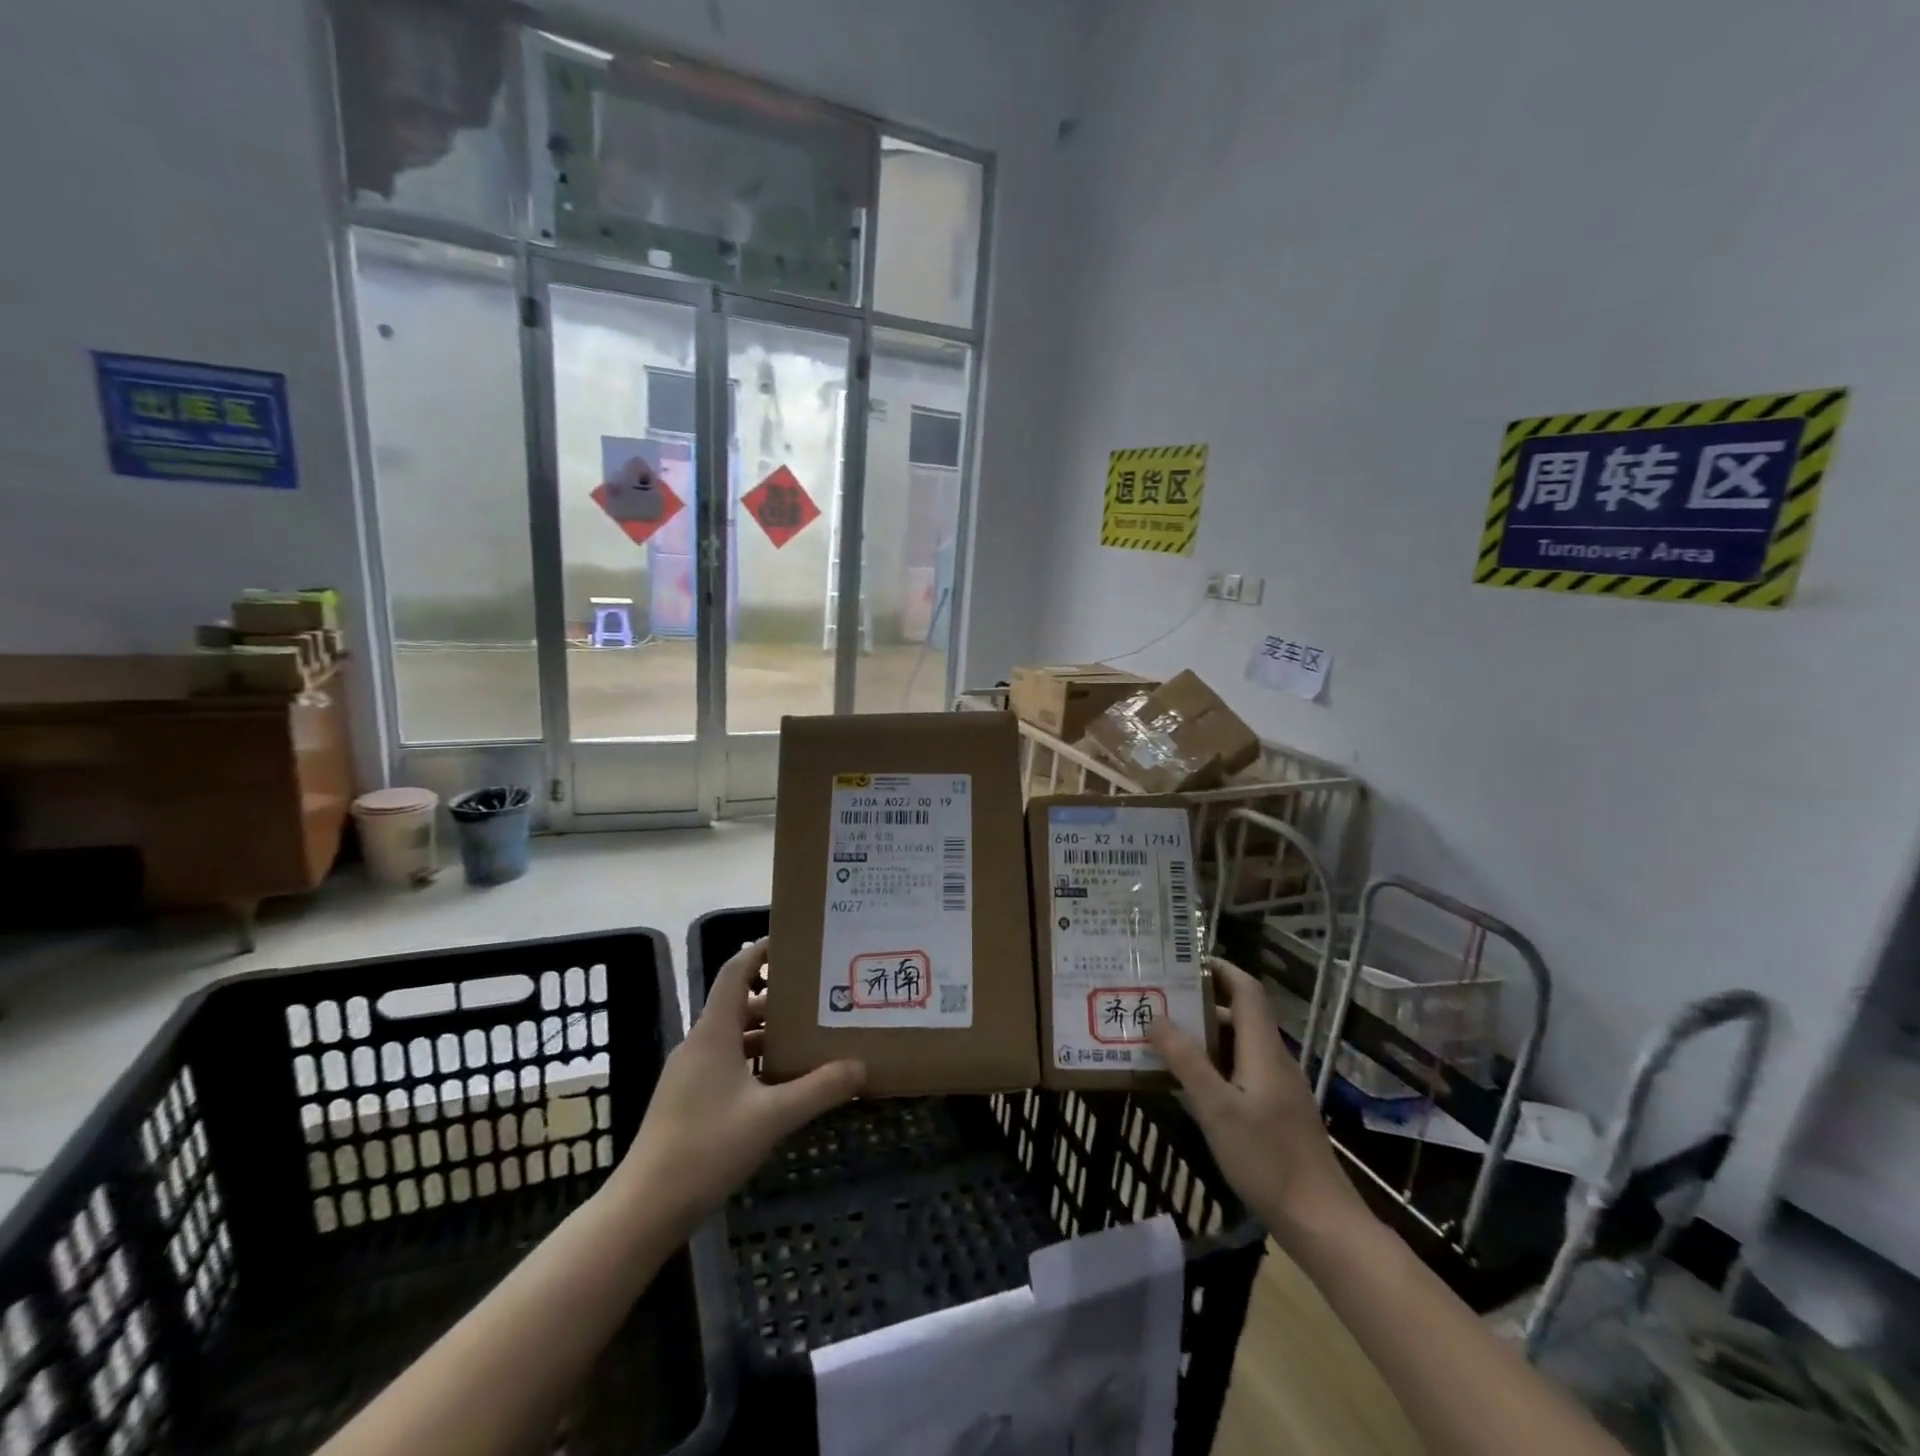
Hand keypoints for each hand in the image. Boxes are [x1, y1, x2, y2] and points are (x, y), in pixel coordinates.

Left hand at [619, 939, 864, 1221]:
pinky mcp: (687, 1099)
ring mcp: (689, 1073)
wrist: (644, 1207)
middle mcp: (699, 1043)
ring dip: (768, 1033)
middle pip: (740, 1003)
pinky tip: (781, 1082)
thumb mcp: (772, 1117)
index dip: (761, 951)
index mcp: (714, 1031)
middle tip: (819, 996)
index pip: (736, 971)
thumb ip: (818, 1089)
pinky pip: (726, 1062)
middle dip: (778, 997)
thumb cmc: (707, 1147)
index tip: (795, 944)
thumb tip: (860, 1066)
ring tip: (809, 1037)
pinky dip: (754, 1060)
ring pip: (734, 1036)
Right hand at [1147, 958, 1367, 1241]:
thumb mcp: (1217, 1109)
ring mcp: (1277, 1089)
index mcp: (1263, 1050)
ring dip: (1203, 1037)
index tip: (1185, 960)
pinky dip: (1213, 1066)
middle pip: (1239, 1016)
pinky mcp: (1276, 1113)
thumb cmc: (1267, 1159)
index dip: (1220, 969)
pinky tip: (1187, 1085)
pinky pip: (1240, 1073)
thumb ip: (1186, 1061)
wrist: (1321, 1222)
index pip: (1247, 990)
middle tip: (1158, 1002)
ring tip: (1162, 1039)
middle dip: (1200, 1004)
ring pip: (1238, 1047)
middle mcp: (1273, 1060)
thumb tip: (1155, 1018)